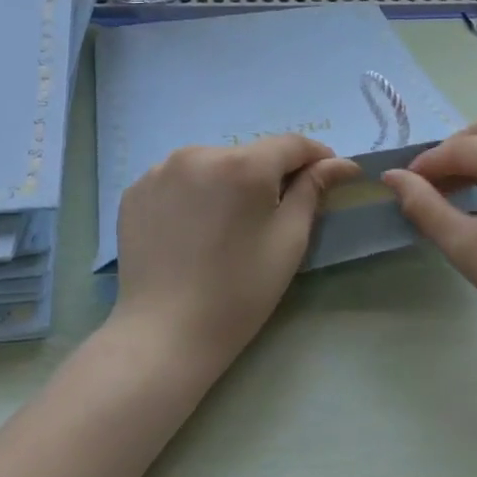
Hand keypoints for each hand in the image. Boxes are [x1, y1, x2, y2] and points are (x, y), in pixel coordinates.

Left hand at [112, 135, 360, 377]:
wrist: (165, 332)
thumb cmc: (239, 292)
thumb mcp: (288, 241)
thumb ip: (312, 191)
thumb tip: (340, 164)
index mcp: (242, 165)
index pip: (290, 144)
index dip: (316, 157)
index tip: (330, 176)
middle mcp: (197, 154)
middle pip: (248, 154)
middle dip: (268, 175)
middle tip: (274, 213)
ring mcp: (159, 171)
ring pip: (211, 165)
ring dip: (227, 182)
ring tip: (228, 224)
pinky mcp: (135, 191)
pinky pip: (177, 181)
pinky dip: (193, 194)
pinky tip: (193, 229)